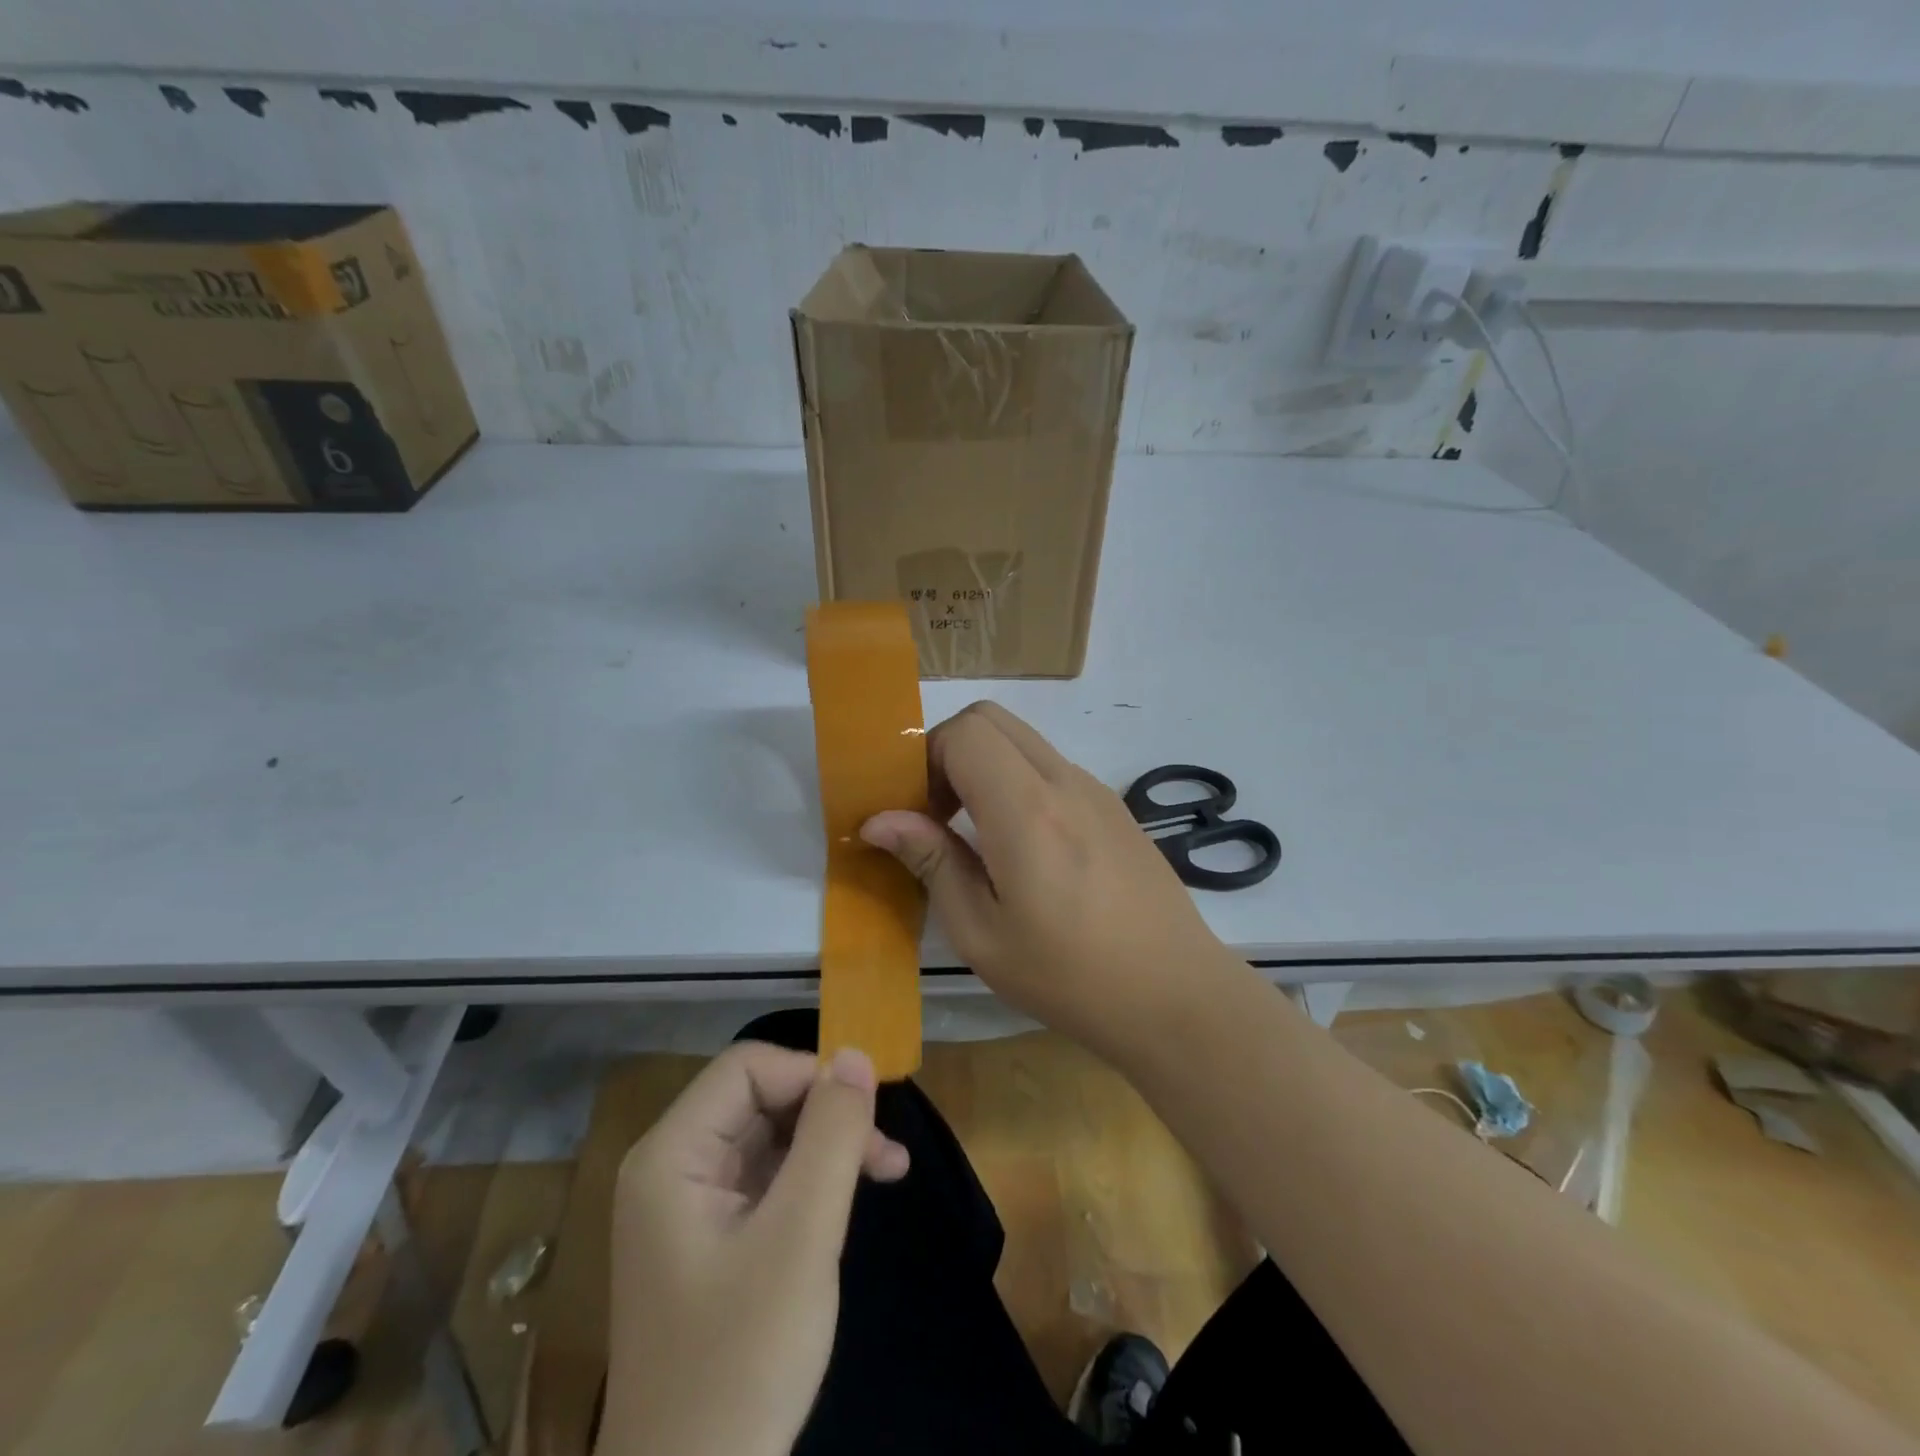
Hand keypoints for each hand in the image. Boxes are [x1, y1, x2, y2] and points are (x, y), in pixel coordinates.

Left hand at [599, 1042, 908, 1455]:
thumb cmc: (740, 1362)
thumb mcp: (799, 1239)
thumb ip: (830, 1136)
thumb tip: (855, 1052)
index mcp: (672, 1156)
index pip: (749, 1069)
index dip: (811, 1075)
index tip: (867, 1108)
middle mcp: (673, 1168)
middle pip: (760, 1099)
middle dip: (826, 1114)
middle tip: (886, 1152)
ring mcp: (690, 1207)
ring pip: (770, 1137)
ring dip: (828, 1147)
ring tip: (888, 1169)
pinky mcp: (712, 1240)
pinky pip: (768, 1180)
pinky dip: (813, 1181)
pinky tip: (852, 1200)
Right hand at [860, 701, 1232, 1057]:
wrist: (1175, 995)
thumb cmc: (1070, 976)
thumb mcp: (982, 934)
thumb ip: (932, 862)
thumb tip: (879, 820)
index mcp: (1026, 809)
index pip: (962, 732)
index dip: (924, 760)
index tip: (916, 814)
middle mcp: (1063, 781)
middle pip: (990, 719)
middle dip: (948, 752)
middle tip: (937, 814)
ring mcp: (1095, 790)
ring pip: (1022, 740)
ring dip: (984, 766)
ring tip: (976, 835)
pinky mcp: (1114, 807)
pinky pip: (1051, 768)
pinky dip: (1018, 782)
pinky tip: (1024, 849)